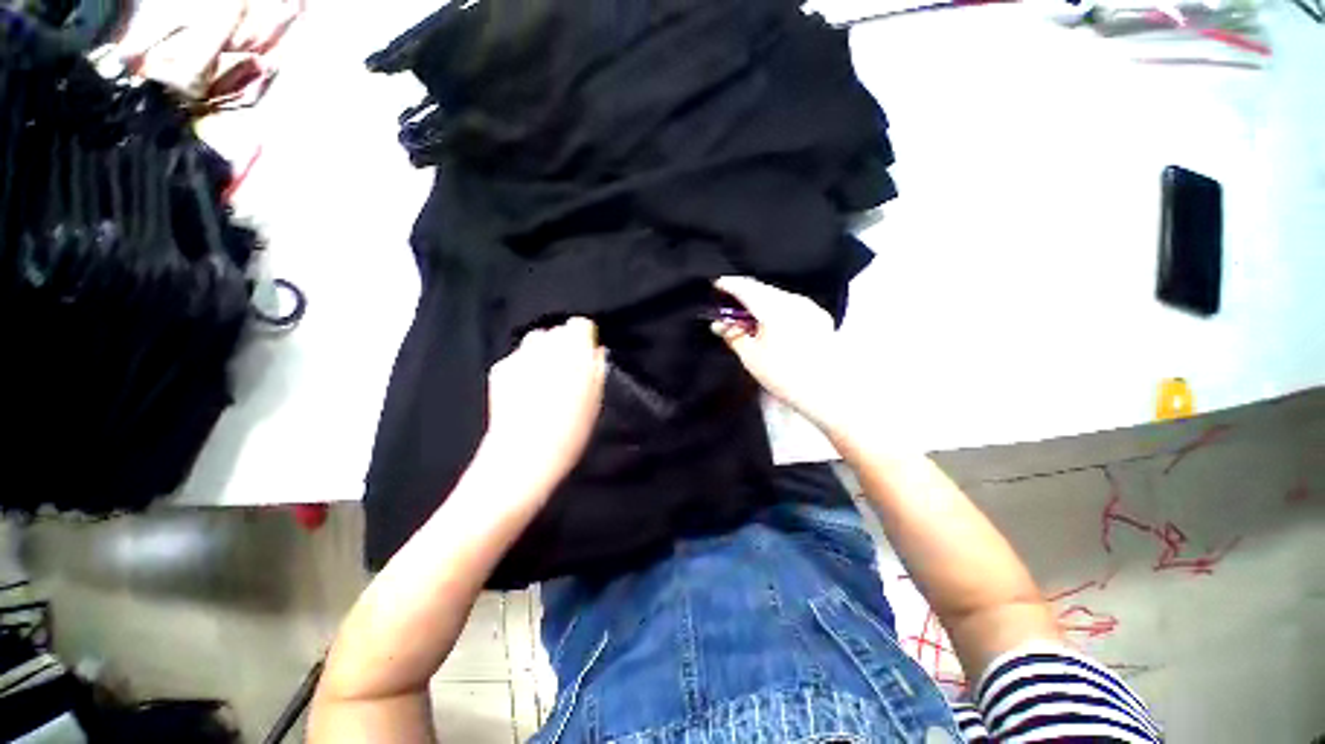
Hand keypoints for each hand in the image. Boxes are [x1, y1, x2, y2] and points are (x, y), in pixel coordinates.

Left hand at [483, 317, 606, 488]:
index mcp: (574, 352)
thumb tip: (596, 350)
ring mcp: (520, 356)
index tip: (586, 356)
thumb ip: (597, 368)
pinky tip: (526, 390)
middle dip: (562, 345)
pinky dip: (524, 367)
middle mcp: (545, 347)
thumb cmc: (571, 429)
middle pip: (556, 331)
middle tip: (566, 371)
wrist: (525, 453)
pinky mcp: (500, 368)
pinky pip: (517, 358)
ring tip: (545, 379)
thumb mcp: (596, 399)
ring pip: (535, 342)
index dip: (584, 339)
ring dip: (542, 353)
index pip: (580, 325)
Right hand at [710, 276, 848, 429]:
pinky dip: (775, 308)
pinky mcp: (819, 317)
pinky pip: (790, 304)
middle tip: (728, 304)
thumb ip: (733, 336)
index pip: (746, 287)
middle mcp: (793, 300)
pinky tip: (769, 323)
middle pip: (762, 289)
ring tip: (747, 317)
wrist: (827, 392)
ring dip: (759, 301)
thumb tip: (719, 325)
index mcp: (774, 308)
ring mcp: (809, 307)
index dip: (728, 284)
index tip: (716, 285)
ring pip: (777, 296)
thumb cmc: (784, 376)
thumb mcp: (751, 357)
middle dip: (743, 294)